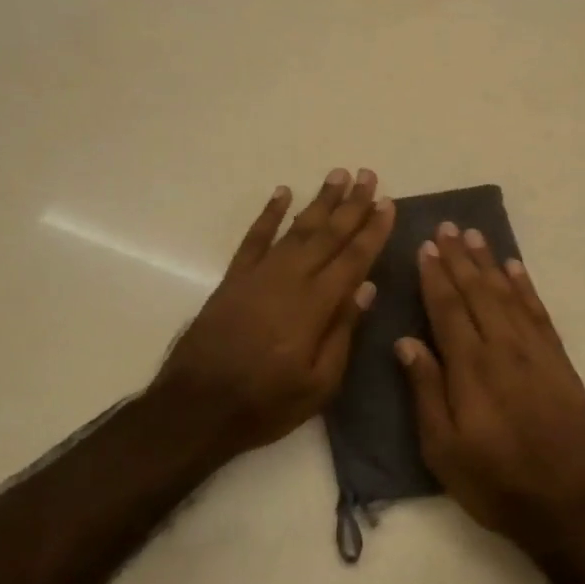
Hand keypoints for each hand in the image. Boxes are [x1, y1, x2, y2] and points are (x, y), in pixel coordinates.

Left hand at [153, 168, 393, 459]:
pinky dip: (269, 214)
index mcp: (315, 306)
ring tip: (338, 175)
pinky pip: (254, 238)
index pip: (353, 259)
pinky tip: (282, 193)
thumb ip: (343, 332)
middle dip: (351, 205)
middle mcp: (289, 280)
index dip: (372, 230)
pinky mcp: (233, 279)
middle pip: (327, 235)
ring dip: (319, 201)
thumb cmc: (266, 404)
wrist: (195, 408)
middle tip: (369, 175)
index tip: (388, 203)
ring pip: (296, 229)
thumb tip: (366, 287)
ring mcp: (258, 275)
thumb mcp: (319, 384)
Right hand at [395, 222, 584, 554]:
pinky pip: (539, 313)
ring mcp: (536, 352)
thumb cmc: (493, 482)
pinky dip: (526, 287)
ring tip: (475, 236)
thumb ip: (425, 390)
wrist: (566, 504)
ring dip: (490, 263)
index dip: (435, 276)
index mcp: (470, 368)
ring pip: (508, 295)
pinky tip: (515, 269)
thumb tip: (406, 342)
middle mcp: (503, 349)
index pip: (448, 309)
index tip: (425, 247)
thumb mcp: (442, 449)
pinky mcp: (559, 362)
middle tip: (447, 228)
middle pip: (478, 292)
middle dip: (460, 259)